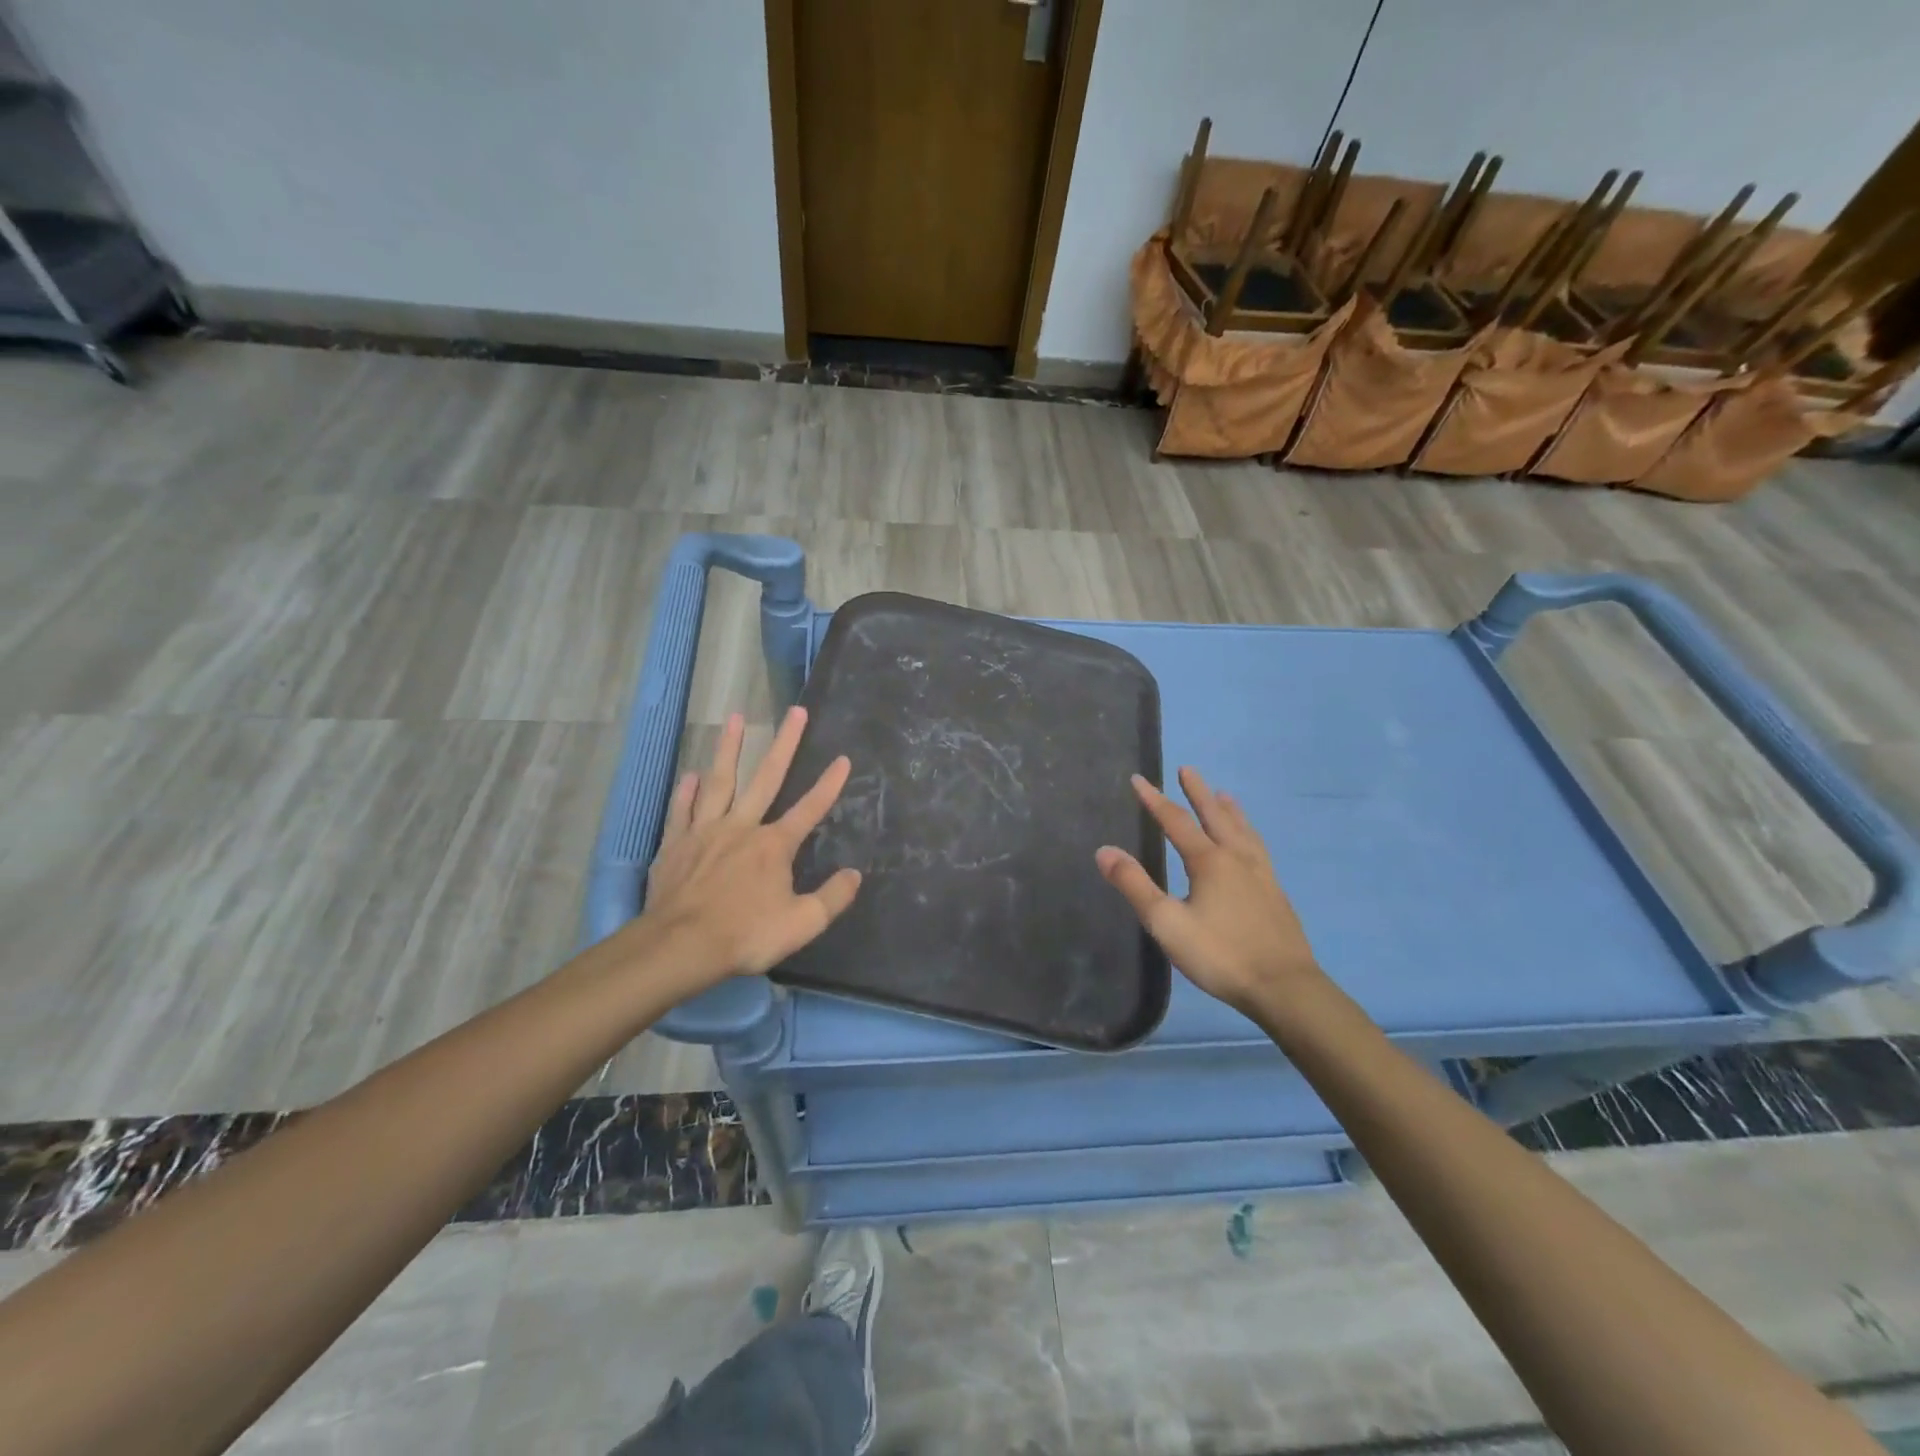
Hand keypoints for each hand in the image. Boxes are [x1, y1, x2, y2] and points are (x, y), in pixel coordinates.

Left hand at [636, 706, 861, 985]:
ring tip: (734, 718)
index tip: (843, 758)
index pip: (810, 808)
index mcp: (774, 845)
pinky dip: (687, 791)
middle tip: (796, 711)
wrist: (680, 946)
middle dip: (785, 743)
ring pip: (719, 781)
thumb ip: (832, 897)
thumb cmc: (745, 935)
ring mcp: (705, 831)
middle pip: (766, 778)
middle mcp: (742, 827)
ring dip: (728, 748)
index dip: (829, 784)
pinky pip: (682, 810)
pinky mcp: (676, 844)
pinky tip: (691, 774)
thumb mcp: (802, 924)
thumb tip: (855, 874)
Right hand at [1096, 768, 1319, 1011]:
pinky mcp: (1275, 893)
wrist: (1284, 987)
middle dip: (1197, 793)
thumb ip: (1135, 885)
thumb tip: (1104, 850)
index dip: (1155, 800)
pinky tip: (1250, 845)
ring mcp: (1261, 875)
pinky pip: (1258, 848)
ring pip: (1242, 831)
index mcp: (1209, 861)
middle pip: (1215, 816)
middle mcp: (1237, 858)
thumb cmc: (1220, 954)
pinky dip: (1248, 833)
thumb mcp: (1167, 922)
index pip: (1176, 821)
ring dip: (1229, 810)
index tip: (1139, 779)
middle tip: (1188, 769)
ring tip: (1223, 795)